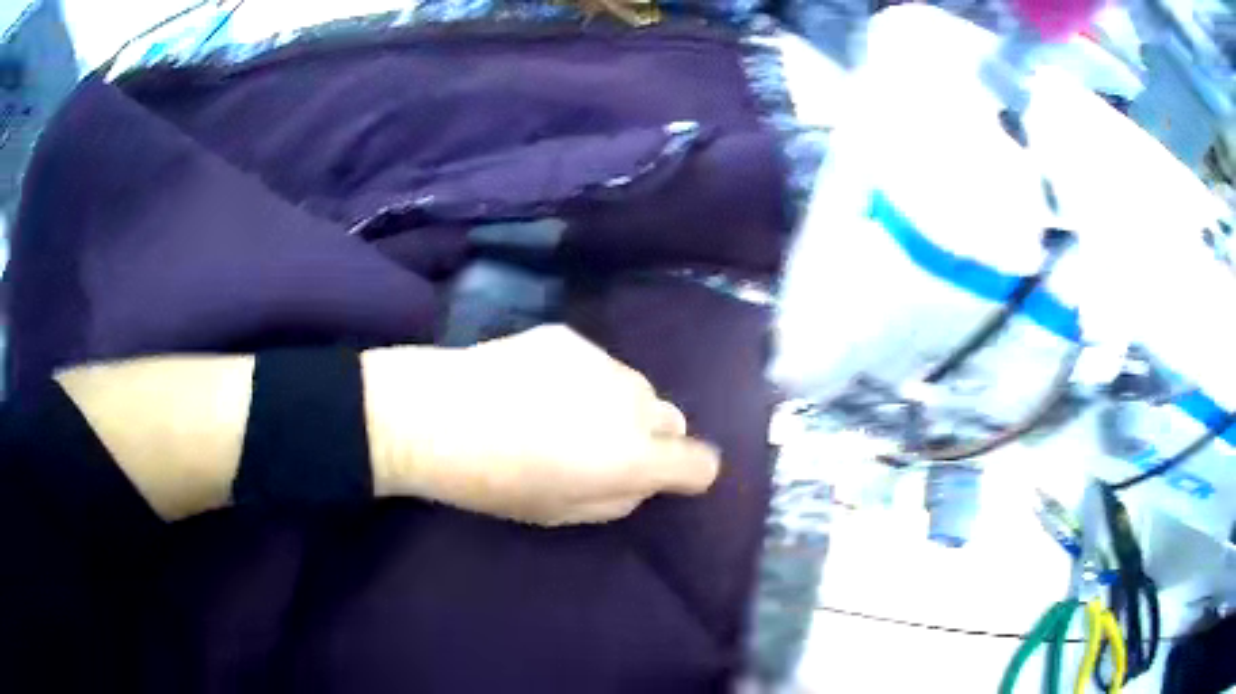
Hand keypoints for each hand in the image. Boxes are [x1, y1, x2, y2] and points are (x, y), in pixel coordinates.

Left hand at [363, 325, 719, 525]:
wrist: (434, 415)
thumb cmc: (494, 482)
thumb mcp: (562, 513)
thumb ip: (618, 498)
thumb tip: (640, 478)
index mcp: (633, 457)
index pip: (700, 462)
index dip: (688, 473)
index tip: (665, 477)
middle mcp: (631, 404)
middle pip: (670, 419)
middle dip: (650, 438)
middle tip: (603, 449)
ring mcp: (601, 362)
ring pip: (635, 388)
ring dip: (618, 406)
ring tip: (565, 414)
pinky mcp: (569, 337)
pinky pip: (597, 364)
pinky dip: (584, 379)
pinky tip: (537, 386)